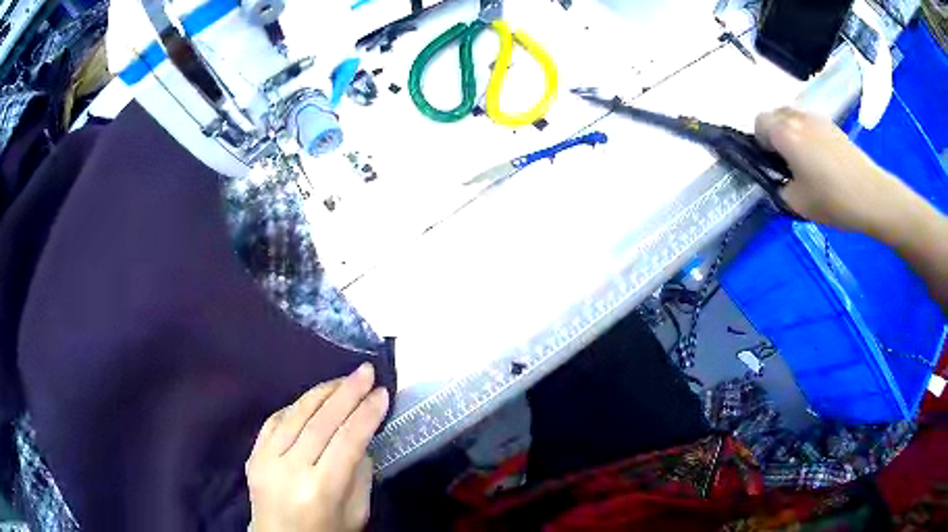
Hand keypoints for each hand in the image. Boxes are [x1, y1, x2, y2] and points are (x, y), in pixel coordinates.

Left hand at [246, 363, 389, 531]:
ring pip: (295, 414)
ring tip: (343, 379)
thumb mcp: (356, 512)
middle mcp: (290, 469)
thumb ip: (360, 473)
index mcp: (320, 489)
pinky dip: (295, 406)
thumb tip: (361, 436)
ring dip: (322, 392)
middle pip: (321, 421)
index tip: (382, 392)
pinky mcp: (253, 455)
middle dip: (347, 392)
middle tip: (366, 372)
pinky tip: (312, 399)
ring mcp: (266, 459)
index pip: (347, 441)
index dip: (367, 413)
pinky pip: (274, 420)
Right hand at [754, 107, 895, 235]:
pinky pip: (810, 122)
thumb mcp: (798, 204)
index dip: (761, 142)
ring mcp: (817, 119)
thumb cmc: (833, 200)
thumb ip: (780, 187)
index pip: (759, 123)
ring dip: (791, 132)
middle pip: (775, 115)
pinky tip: (821, 158)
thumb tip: (780, 180)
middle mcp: (798, 118)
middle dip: (774, 134)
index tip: (773, 164)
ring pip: (793, 116)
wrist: (871, 195)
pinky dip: (808, 134)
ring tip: (804, 159)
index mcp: (785, 133)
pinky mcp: (832, 125)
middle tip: (786, 162)